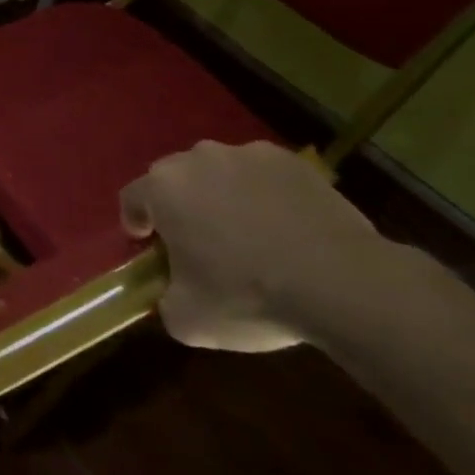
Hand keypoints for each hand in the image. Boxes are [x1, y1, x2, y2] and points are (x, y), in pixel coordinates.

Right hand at [120, 140, 388, 352]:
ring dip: (221, 195)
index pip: (132, 198)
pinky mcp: (294, 162)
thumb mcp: (188, 320)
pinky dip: (263, 194)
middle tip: (196, 241)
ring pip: (219, 172)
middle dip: (178, 205)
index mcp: (162, 188)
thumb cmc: (248, 296)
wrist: (342, 283)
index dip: (135, 222)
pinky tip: (282, 226)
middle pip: (174, 179)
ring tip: (245, 232)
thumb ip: (165, 300)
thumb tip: (172, 294)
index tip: (148, 246)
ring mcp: (248, 154)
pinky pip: (262, 175)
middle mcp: (197, 159)